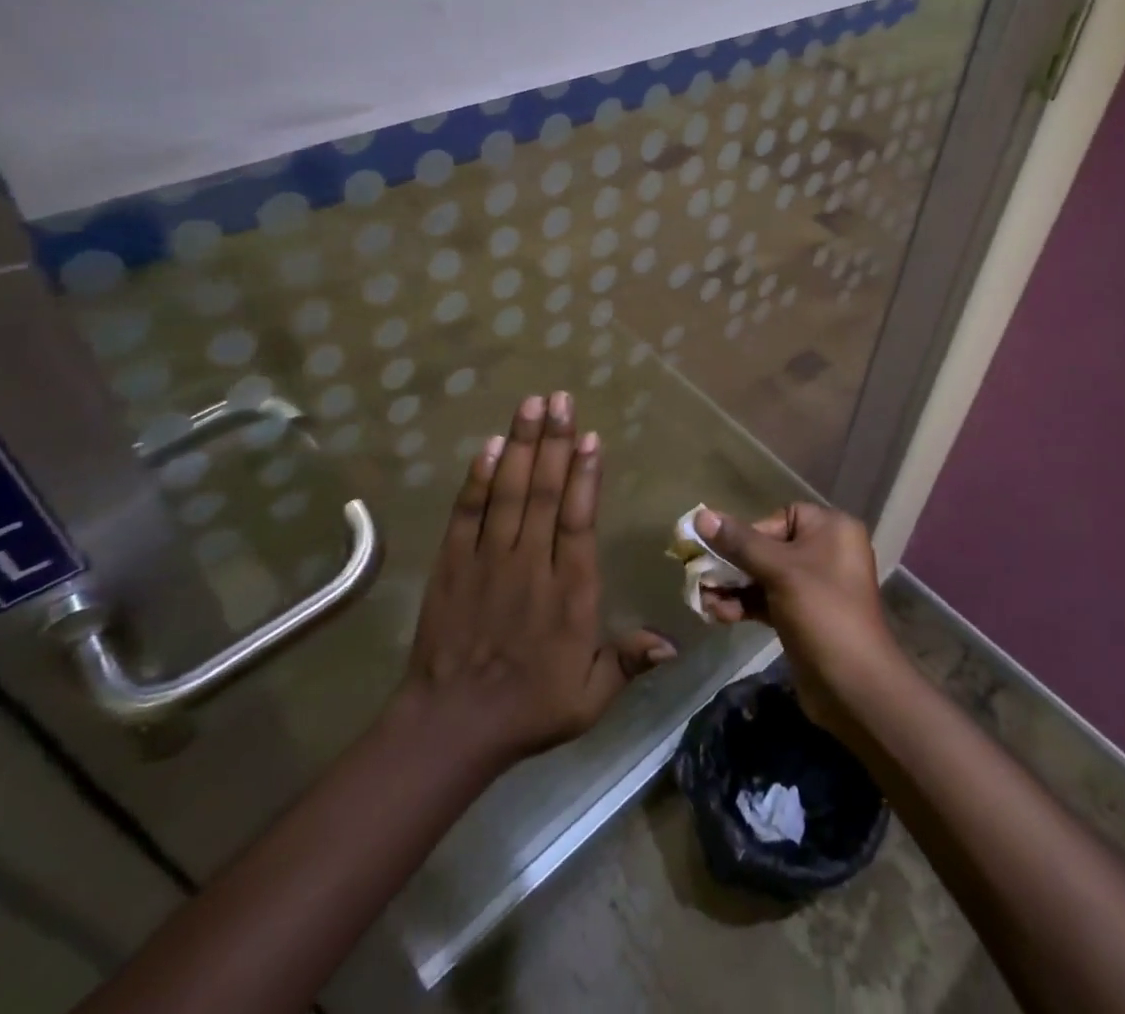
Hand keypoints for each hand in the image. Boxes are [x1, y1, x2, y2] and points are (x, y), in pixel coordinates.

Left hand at [399, 392, 675, 773]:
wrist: (450, 726)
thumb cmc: (529, 709)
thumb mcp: (590, 697)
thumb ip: (629, 662)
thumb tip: (675, 643)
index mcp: (570, 591)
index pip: (579, 520)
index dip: (585, 476)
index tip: (590, 437)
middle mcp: (530, 564)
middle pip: (543, 492)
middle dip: (553, 442)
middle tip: (560, 398)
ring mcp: (488, 560)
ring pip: (508, 492)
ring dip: (520, 446)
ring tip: (531, 405)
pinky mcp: (453, 564)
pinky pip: (467, 513)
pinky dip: (477, 478)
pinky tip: (488, 446)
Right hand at [695, 503, 902, 733]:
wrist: (854, 687)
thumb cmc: (822, 612)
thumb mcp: (779, 571)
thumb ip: (739, 543)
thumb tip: (701, 516)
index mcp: (831, 529)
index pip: (780, 517)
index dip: (750, 533)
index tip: (724, 552)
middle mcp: (825, 551)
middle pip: (768, 547)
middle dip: (733, 564)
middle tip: (701, 577)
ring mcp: (814, 586)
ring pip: (764, 576)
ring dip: (733, 587)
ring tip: (705, 602)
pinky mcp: (802, 615)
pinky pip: (767, 600)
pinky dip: (744, 605)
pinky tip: (719, 615)